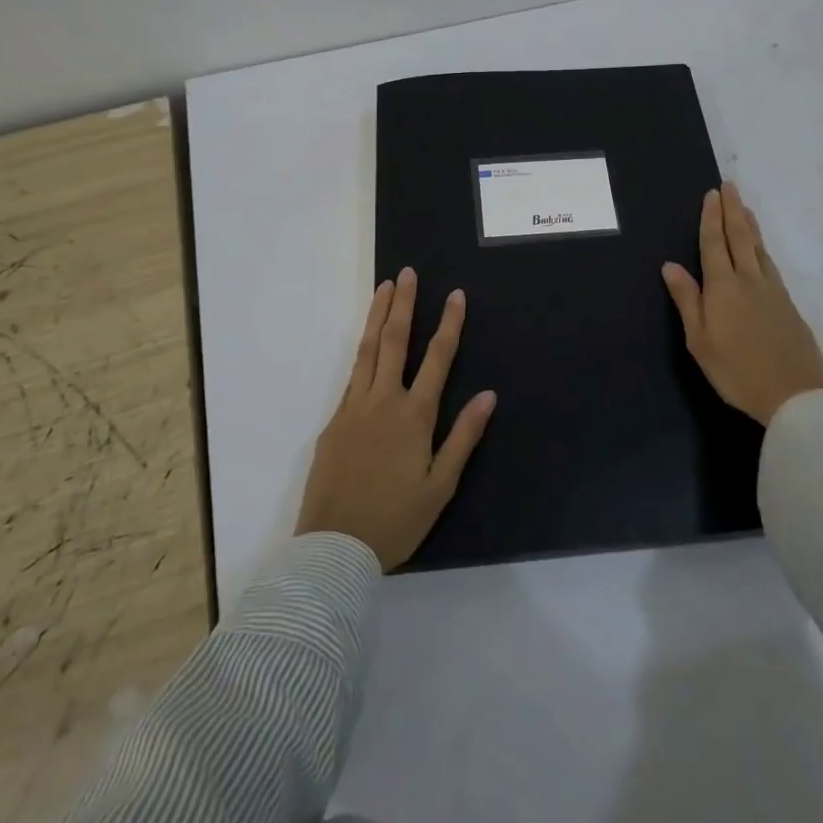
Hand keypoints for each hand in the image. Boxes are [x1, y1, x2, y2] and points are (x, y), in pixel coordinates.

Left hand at [296, 268, 497, 569]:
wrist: (334, 548)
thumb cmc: (395, 520)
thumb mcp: (440, 486)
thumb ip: (463, 437)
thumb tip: (488, 395)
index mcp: (414, 416)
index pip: (437, 358)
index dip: (449, 324)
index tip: (455, 295)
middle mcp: (383, 401)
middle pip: (395, 341)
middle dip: (403, 304)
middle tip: (407, 274)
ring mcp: (354, 408)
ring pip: (368, 350)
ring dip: (378, 316)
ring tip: (384, 288)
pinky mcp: (334, 421)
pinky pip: (352, 376)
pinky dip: (362, 351)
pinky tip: (367, 343)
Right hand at [662, 184, 822, 425]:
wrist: (795, 395)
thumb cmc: (737, 371)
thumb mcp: (700, 341)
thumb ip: (687, 300)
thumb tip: (670, 265)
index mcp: (723, 287)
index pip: (714, 244)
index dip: (711, 218)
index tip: (712, 194)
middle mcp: (748, 280)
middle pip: (740, 237)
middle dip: (732, 210)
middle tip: (730, 186)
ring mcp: (772, 290)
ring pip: (759, 248)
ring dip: (750, 225)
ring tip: (745, 208)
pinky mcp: (788, 304)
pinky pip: (771, 264)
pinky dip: (763, 248)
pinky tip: (761, 250)